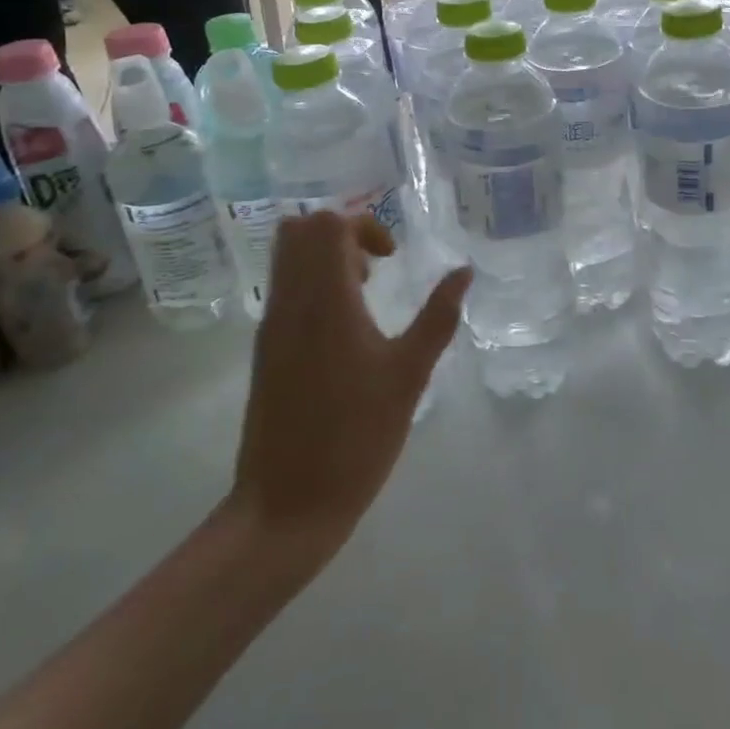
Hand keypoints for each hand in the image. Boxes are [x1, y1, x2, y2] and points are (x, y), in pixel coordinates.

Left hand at [228, 213, 469, 569]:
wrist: (287, 503)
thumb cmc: (356, 436)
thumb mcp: (409, 375)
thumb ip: (438, 317)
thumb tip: (464, 272)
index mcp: (326, 301)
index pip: (328, 225)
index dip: (364, 225)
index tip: (393, 258)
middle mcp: (290, 302)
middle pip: (299, 229)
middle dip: (341, 231)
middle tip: (375, 265)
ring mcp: (271, 325)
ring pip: (286, 257)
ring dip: (323, 256)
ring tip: (362, 293)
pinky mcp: (265, 349)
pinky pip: (283, 288)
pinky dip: (310, 282)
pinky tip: (344, 326)